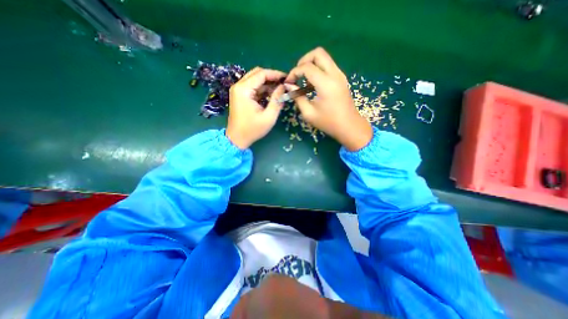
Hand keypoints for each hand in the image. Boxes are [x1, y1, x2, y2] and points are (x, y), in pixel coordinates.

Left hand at [226, 67, 285, 149]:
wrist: (237, 139)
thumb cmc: (253, 129)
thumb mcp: (269, 117)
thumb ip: (277, 100)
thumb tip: (284, 87)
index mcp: (244, 89)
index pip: (261, 74)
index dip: (275, 74)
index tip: (287, 78)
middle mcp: (239, 86)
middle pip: (257, 74)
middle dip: (272, 77)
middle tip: (283, 84)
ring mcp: (238, 90)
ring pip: (255, 79)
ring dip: (267, 83)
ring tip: (280, 90)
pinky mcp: (240, 95)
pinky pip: (253, 87)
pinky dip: (262, 89)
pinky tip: (272, 95)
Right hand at [284, 47, 373, 151]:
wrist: (349, 126)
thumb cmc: (328, 122)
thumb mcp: (309, 113)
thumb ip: (297, 97)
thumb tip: (289, 86)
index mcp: (326, 84)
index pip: (307, 67)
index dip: (294, 72)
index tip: (288, 82)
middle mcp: (335, 74)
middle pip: (318, 53)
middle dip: (304, 61)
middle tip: (297, 75)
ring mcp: (340, 75)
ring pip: (324, 58)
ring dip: (311, 65)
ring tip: (304, 81)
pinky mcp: (341, 78)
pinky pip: (328, 66)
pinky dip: (318, 70)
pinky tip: (313, 85)